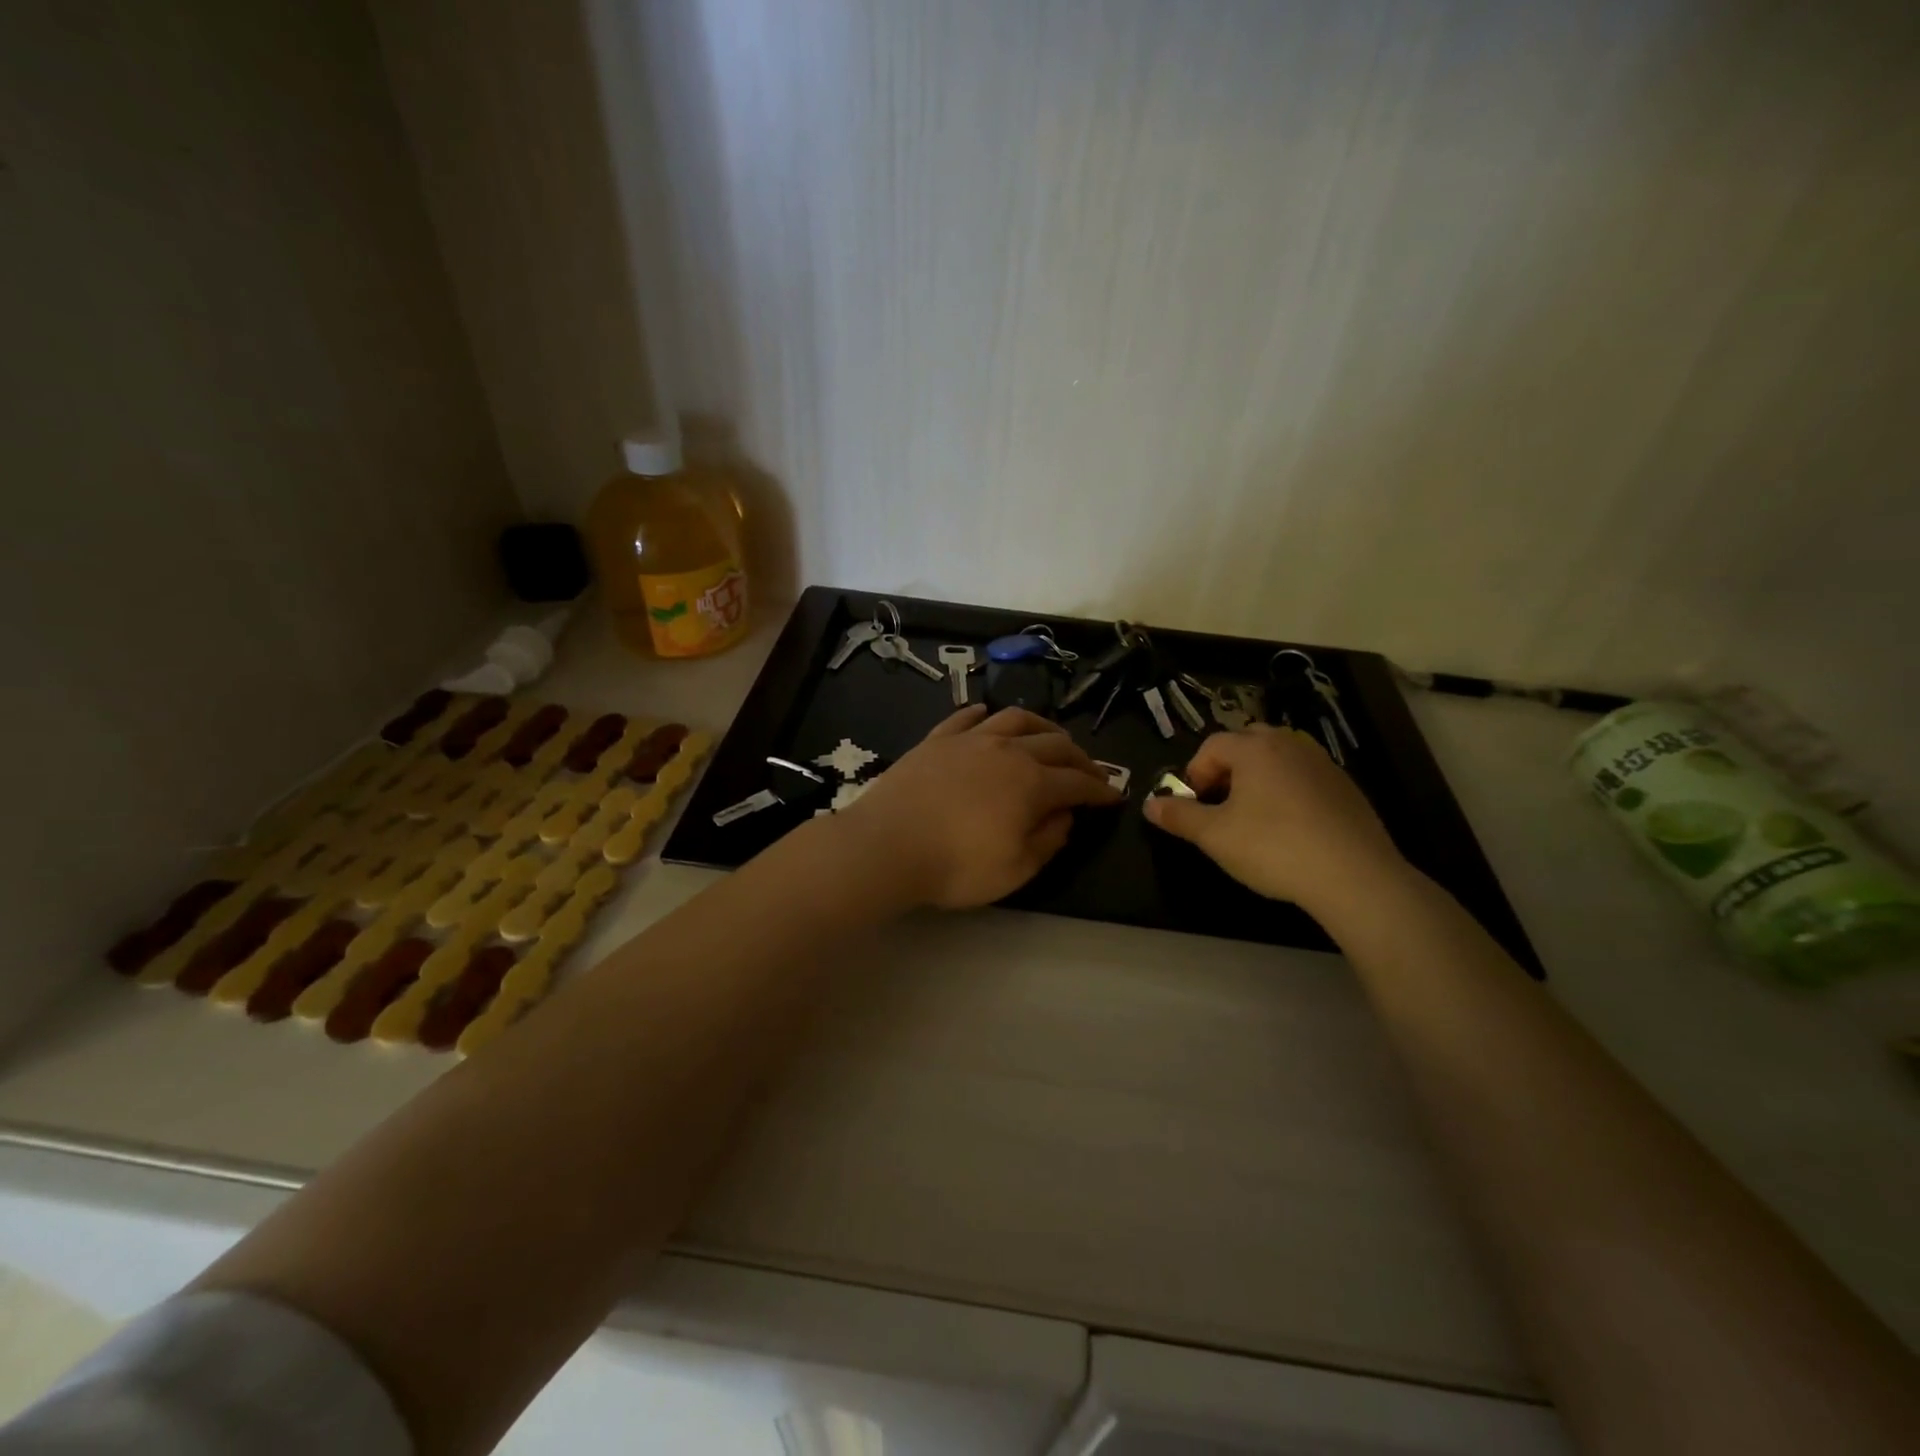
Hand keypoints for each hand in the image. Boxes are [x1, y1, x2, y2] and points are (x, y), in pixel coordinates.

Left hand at [840, 706, 1120, 908]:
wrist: (886, 846)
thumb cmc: (955, 866)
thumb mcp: (1015, 869)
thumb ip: (1048, 840)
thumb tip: (1065, 815)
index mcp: (1031, 783)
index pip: (1078, 781)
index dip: (1100, 789)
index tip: (1113, 797)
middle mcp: (1007, 751)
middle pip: (1055, 744)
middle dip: (1080, 757)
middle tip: (1090, 771)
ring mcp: (969, 740)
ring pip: (1015, 719)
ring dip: (1041, 727)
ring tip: (1050, 737)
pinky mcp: (936, 740)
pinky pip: (966, 717)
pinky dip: (984, 714)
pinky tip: (988, 715)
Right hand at [1143, 724, 1407, 916]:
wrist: (1354, 875)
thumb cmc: (1273, 848)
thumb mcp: (1214, 836)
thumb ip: (1179, 816)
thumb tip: (1149, 804)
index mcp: (1255, 749)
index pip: (1212, 746)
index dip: (1195, 773)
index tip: (1194, 805)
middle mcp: (1289, 745)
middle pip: (1247, 744)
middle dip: (1227, 769)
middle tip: (1221, 805)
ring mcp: (1322, 764)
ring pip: (1278, 759)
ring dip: (1259, 779)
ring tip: (1254, 817)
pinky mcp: (1346, 787)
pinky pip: (1304, 777)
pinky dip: (1289, 792)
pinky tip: (1291, 829)